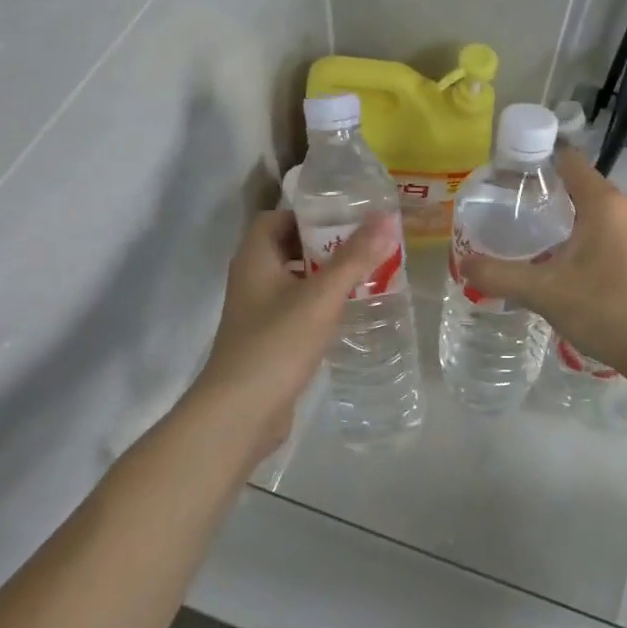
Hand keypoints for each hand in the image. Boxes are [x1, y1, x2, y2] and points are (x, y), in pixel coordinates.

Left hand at [195, 209, 399, 458]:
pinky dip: (321, 305)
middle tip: (366, 246)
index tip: (346, 219)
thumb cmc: (276, 344)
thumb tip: (386, 217)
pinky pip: (297, 310)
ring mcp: (258, 313)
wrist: (240, 413)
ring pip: (295, 281)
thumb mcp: (321, 297)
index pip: (276, 219)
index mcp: (255, 259)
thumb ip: (354, 257)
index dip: (308, 215)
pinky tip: (349, 314)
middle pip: (288, 248)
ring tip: (366, 276)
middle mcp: (252, 280)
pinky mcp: (269, 341)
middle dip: (325, 245)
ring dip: (326, 276)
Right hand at [459, 147, 626, 374]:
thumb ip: (500, 275)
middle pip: (575, 184)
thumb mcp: (544, 291)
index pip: (566, 159)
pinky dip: (573, 236)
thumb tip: (463, 264)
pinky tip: (551, 259)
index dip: (533, 159)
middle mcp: (620, 208)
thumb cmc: (605, 307)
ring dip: (557, 217)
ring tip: (521, 232)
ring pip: (587, 211)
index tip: (502, 174)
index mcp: (602, 201)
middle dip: (540, 191)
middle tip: (502, 206)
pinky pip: (597, 232)